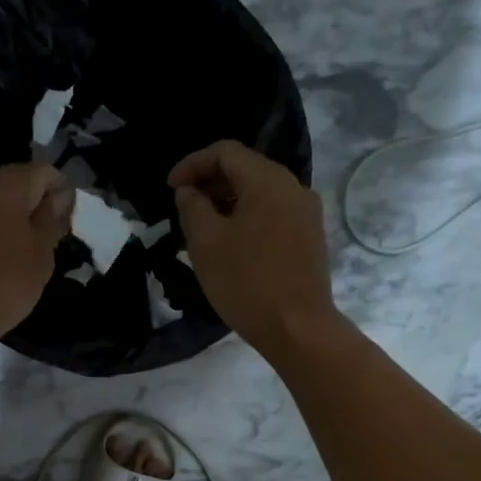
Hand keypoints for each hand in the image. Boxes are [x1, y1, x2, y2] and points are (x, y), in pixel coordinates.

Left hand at [0, 162, 73, 345]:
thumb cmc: (4, 282)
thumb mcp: (41, 252)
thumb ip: (53, 218)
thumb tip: (61, 196)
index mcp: (5, 184)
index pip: (45, 172)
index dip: (62, 193)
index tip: (67, 224)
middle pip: (18, 181)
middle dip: (36, 204)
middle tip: (49, 239)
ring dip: (14, 217)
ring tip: (25, 250)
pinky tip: (0, 255)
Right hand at [169, 141, 341, 358]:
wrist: (298, 328)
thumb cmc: (247, 283)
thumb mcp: (206, 243)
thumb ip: (192, 207)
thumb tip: (189, 191)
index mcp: (268, 181)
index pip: (226, 152)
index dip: (192, 164)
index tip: (170, 188)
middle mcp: (294, 188)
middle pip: (246, 168)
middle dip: (210, 182)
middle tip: (184, 207)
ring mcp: (307, 213)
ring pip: (261, 192)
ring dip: (228, 201)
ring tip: (203, 227)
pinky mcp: (310, 237)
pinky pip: (274, 213)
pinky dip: (248, 217)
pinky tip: (232, 243)